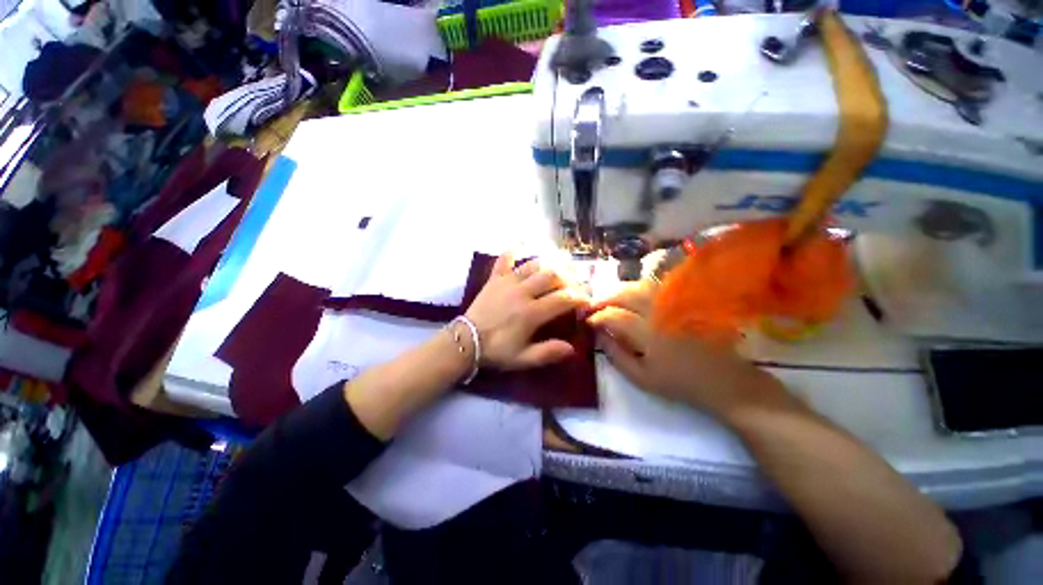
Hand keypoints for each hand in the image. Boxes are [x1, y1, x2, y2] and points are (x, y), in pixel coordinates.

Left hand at [466, 253, 589, 370]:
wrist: (466, 341)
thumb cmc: (496, 351)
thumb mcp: (523, 359)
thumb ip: (548, 353)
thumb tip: (572, 348)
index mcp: (531, 313)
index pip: (563, 299)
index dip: (580, 297)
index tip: (588, 299)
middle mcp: (522, 292)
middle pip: (552, 276)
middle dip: (569, 277)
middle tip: (577, 281)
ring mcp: (507, 282)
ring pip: (534, 265)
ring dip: (550, 263)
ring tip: (561, 264)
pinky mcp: (495, 278)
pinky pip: (505, 258)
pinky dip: (515, 250)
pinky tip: (523, 245)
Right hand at [586, 280, 786, 418]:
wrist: (724, 381)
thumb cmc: (680, 384)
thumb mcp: (641, 378)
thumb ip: (615, 355)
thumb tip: (598, 335)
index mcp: (648, 333)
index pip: (614, 316)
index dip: (597, 316)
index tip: (587, 321)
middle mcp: (660, 312)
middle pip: (626, 294)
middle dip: (605, 298)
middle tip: (594, 307)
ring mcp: (674, 304)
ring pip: (640, 286)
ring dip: (620, 291)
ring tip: (610, 301)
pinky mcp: (684, 302)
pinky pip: (656, 288)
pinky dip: (638, 289)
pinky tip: (632, 298)